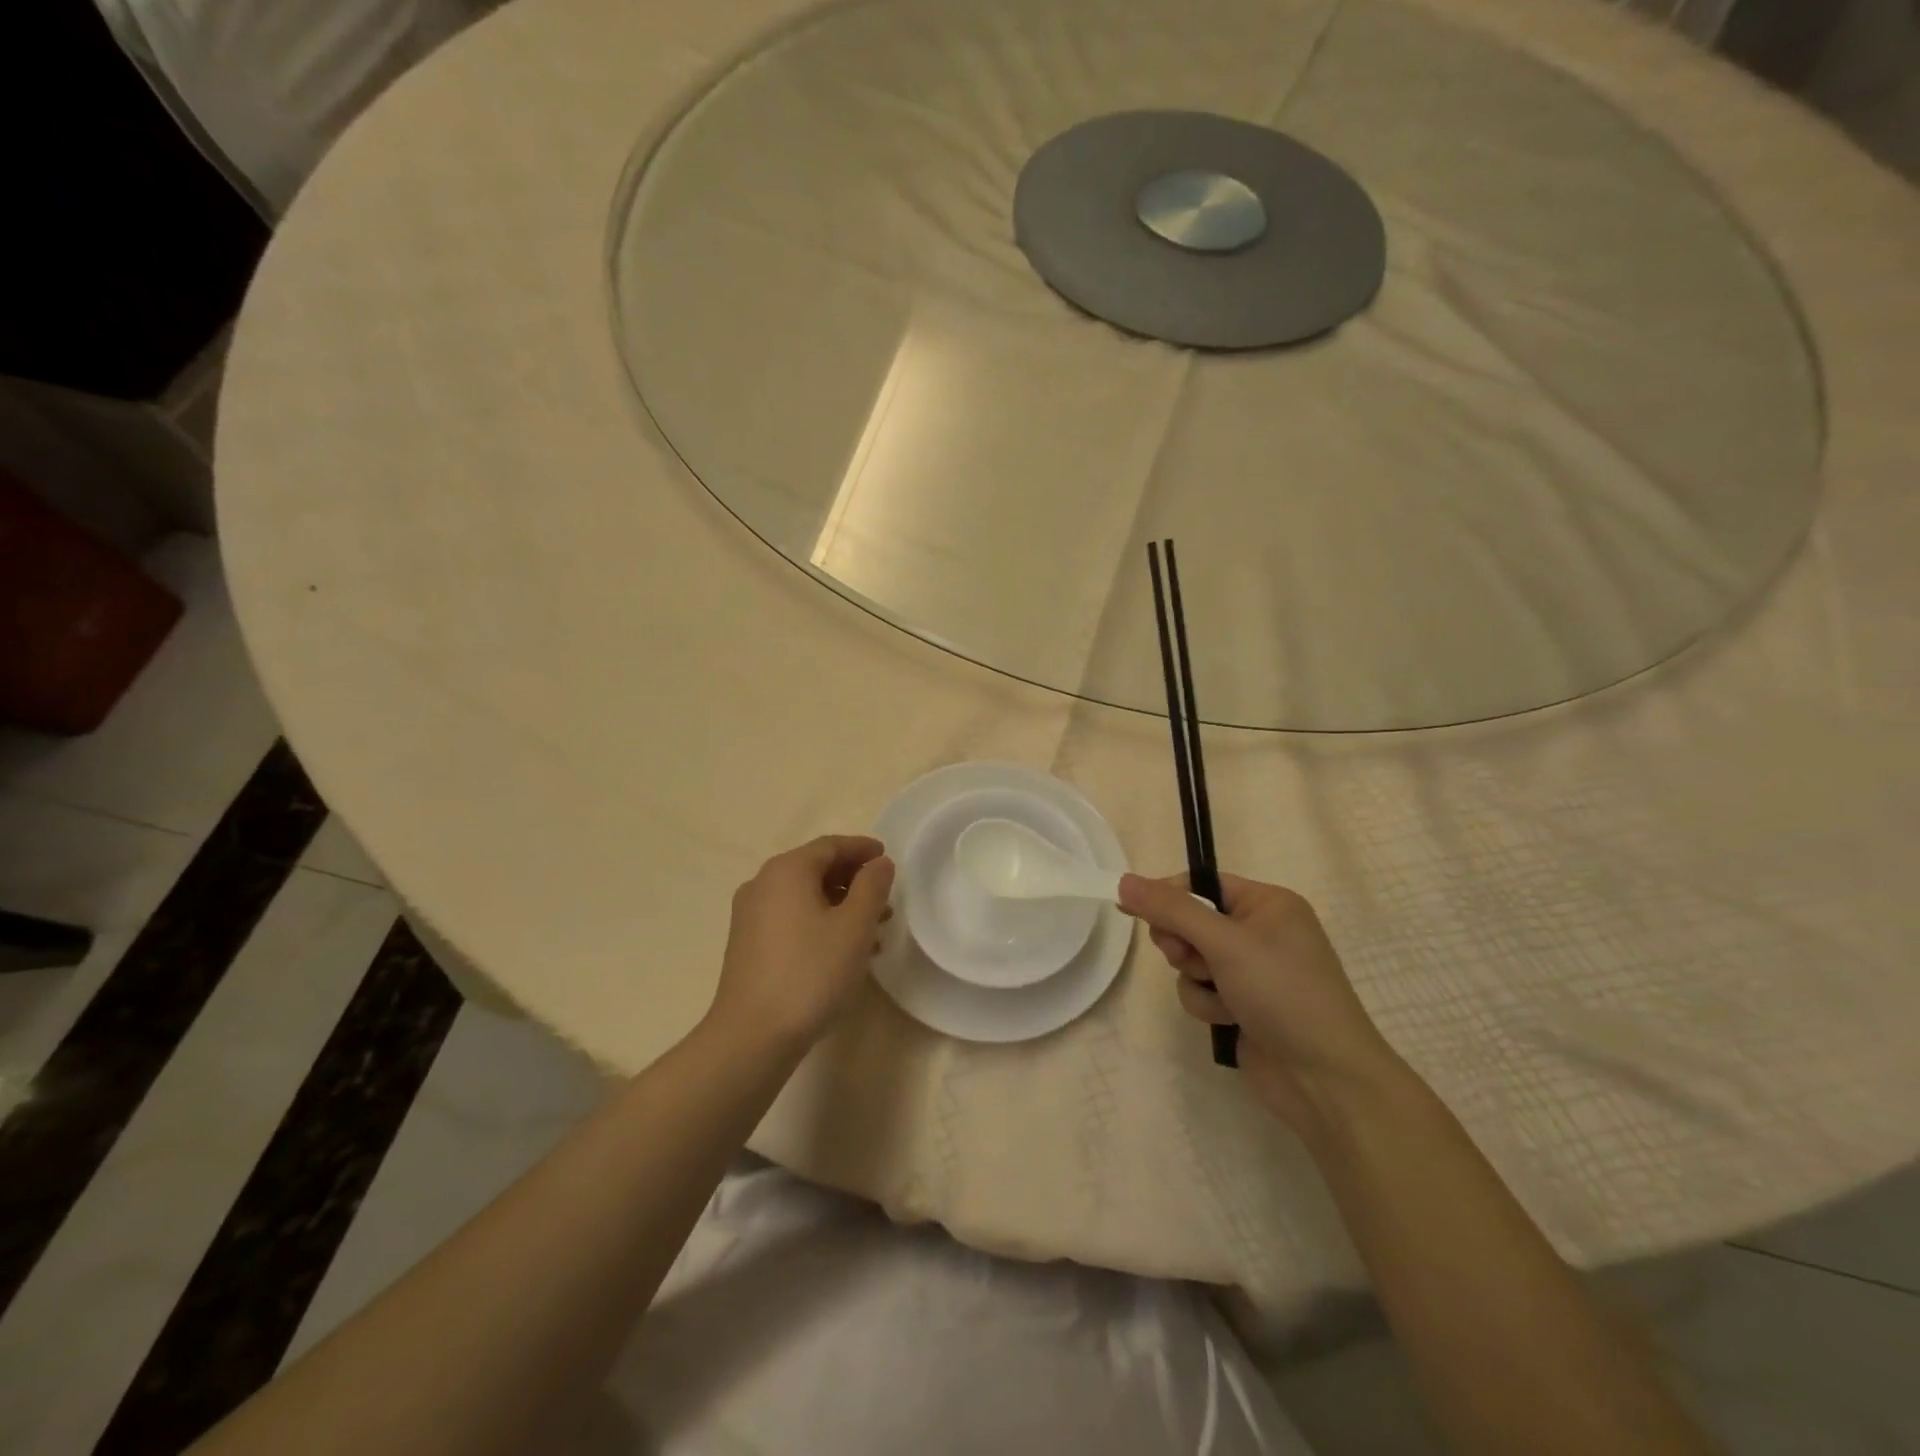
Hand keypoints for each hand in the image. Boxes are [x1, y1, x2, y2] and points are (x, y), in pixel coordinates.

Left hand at [710, 835, 895, 1051]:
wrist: (752, 1036)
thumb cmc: (811, 972)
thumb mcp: (854, 926)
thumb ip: (872, 886)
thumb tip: (879, 863)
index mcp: (787, 870)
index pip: (830, 846)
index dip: (862, 849)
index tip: (887, 858)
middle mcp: (763, 884)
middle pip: (815, 869)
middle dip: (854, 881)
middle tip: (885, 900)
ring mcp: (750, 916)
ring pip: (804, 897)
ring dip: (840, 906)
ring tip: (873, 932)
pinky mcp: (747, 945)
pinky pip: (791, 919)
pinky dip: (819, 923)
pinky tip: (843, 952)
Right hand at [1119, 872, 1398, 1132]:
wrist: (1325, 1080)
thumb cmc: (1283, 994)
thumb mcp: (1225, 943)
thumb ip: (1172, 910)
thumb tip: (1124, 880)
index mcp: (1268, 904)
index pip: (1202, 884)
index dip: (1168, 895)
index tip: (1132, 908)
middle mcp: (1261, 931)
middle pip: (1192, 921)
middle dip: (1183, 943)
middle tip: (1188, 958)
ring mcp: (1252, 971)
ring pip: (1191, 960)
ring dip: (1196, 979)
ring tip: (1222, 998)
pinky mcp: (1243, 1005)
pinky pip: (1201, 990)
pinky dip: (1207, 1004)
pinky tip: (1230, 1020)